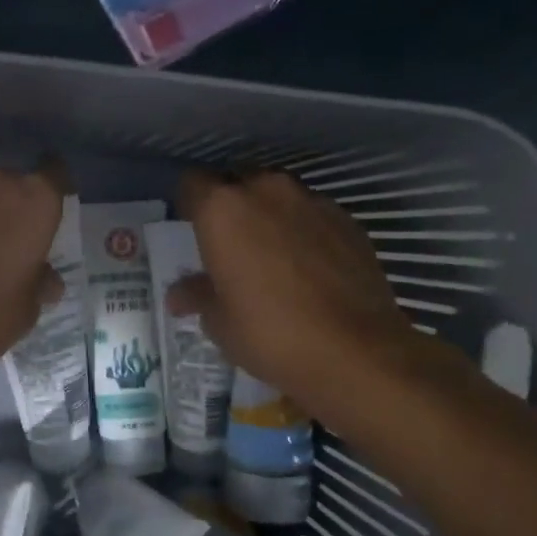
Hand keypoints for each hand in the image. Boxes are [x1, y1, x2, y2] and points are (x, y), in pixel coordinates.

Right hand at [169, 169, 422, 418]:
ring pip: (277, 197)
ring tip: (270, 256)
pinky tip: (307, 268)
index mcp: (223, 209)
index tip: (192, 231)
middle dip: (230, 207)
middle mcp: (266, 191)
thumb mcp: (219, 322)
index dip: (189, 205)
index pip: (192, 184)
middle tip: (229, 245)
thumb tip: (180, 294)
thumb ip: (198, 296)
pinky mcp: (348, 220)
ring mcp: (312, 201)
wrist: (356, 351)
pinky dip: (303, 231)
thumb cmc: (269, 333)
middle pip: (237, 183)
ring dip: (268, 217)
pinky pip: (311, 215)